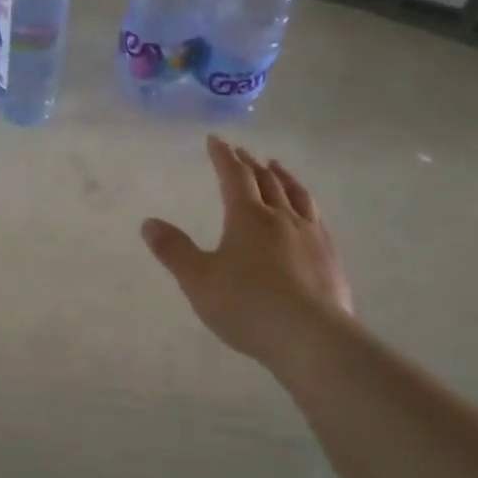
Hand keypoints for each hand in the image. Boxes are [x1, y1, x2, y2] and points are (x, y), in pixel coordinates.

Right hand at [142, 136, 352, 369]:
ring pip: (296, 194)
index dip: (222, 156)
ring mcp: (310, 235)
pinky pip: (316, 217)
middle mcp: (281, 217)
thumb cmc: (247, 306)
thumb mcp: (198, 280)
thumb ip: (174, 251)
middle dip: (250, 163)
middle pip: (265, 181)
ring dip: (282, 176)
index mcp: (247, 217)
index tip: (215, 140)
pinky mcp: (329, 256)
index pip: (233, 176)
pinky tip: (306, 213)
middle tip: (241, 152)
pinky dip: (305, 203)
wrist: (311, 337)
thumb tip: (148, 223)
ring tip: (276, 166)